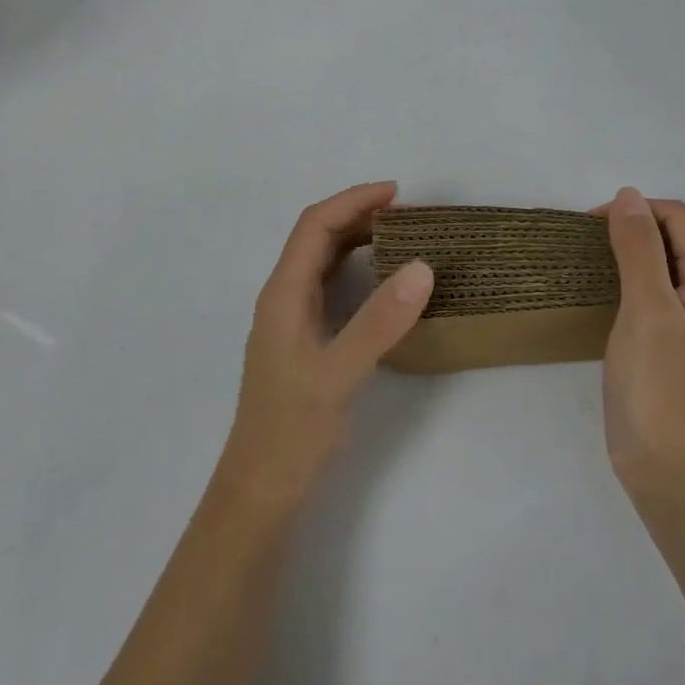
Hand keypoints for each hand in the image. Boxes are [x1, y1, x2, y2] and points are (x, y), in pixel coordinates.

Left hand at [218, 182, 434, 509]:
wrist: (261, 491)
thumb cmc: (293, 430)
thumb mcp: (339, 374)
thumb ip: (379, 321)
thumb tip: (422, 266)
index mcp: (283, 294)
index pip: (315, 226)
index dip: (353, 201)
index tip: (396, 193)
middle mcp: (283, 298)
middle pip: (317, 238)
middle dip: (358, 215)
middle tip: (408, 213)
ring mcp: (292, 320)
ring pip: (323, 262)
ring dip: (357, 240)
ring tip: (401, 235)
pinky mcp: (304, 341)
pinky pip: (331, 287)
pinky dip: (357, 270)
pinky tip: (383, 282)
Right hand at [597, 189, 684, 495]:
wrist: (670, 469)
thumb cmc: (658, 386)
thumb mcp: (647, 309)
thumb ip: (639, 249)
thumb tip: (628, 195)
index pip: (676, 217)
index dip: (635, 210)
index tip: (590, 227)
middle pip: (673, 237)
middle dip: (631, 228)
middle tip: (586, 246)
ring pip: (664, 264)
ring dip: (629, 253)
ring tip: (590, 265)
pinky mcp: (679, 343)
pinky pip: (658, 292)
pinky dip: (631, 281)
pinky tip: (605, 297)